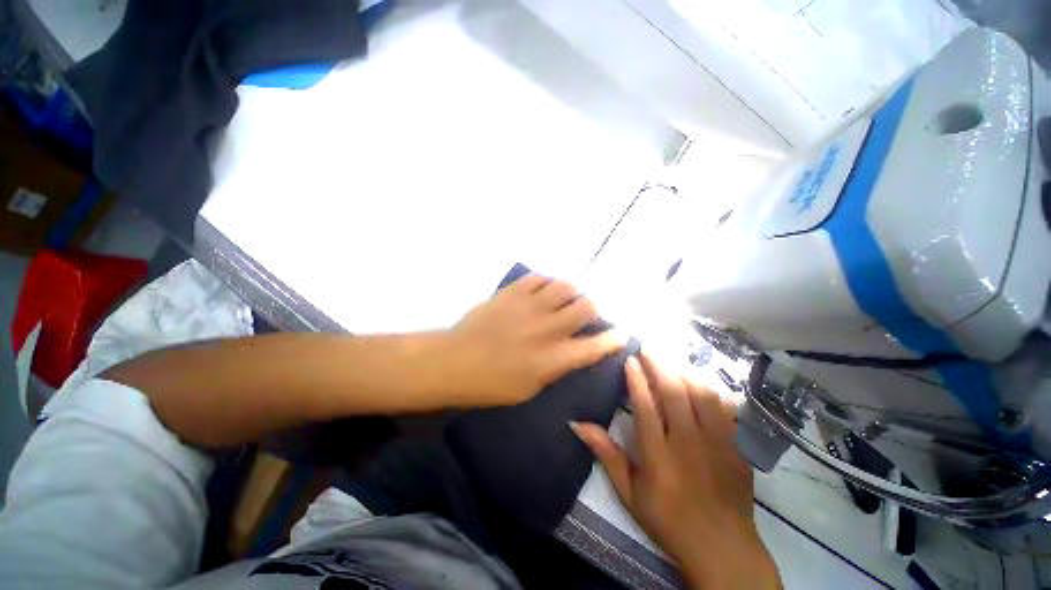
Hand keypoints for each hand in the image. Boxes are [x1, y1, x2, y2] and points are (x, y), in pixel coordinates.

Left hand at [447, 273, 624, 406]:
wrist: (457, 361)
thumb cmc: (493, 384)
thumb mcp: (532, 387)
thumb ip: (557, 366)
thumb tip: (573, 350)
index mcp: (554, 357)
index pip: (596, 345)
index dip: (613, 338)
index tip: (621, 333)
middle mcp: (548, 328)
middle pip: (587, 306)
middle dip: (592, 308)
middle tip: (584, 313)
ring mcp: (531, 305)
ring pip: (566, 286)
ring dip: (571, 292)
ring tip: (563, 298)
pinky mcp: (513, 292)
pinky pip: (539, 278)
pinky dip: (546, 283)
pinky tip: (541, 291)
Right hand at [572, 353, 779, 589]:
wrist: (722, 547)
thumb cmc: (668, 519)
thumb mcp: (630, 492)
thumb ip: (606, 454)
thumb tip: (577, 424)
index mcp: (659, 456)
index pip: (646, 408)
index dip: (636, 380)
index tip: (630, 359)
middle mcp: (688, 443)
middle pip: (674, 394)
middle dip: (660, 365)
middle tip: (649, 346)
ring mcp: (717, 443)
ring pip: (701, 395)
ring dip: (684, 371)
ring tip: (671, 356)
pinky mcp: (737, 447)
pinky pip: (726, 408)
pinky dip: (711, 389)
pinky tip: (701, 378)